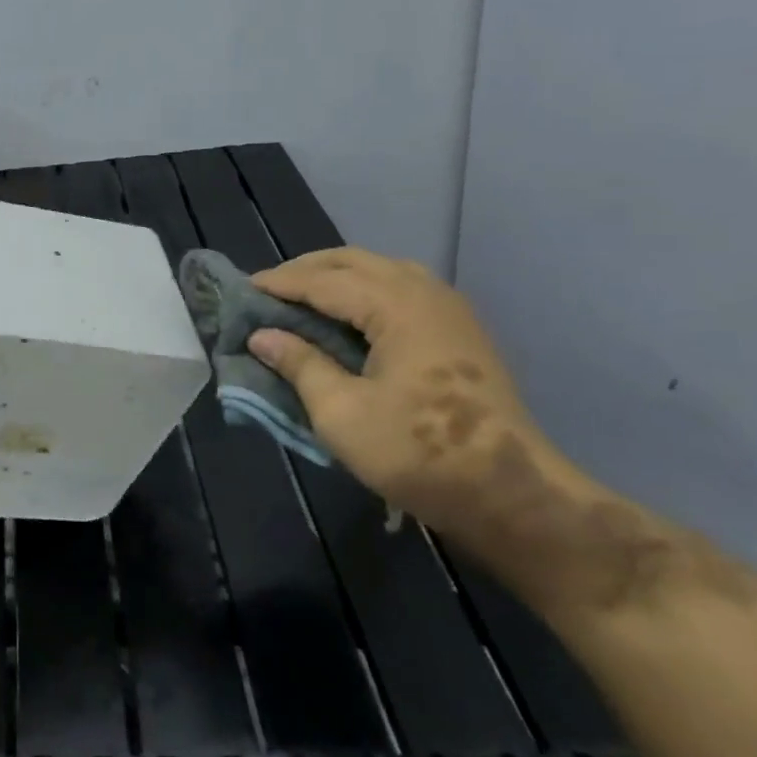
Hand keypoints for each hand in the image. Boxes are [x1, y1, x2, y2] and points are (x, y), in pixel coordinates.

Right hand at [245, 248, 575, 536]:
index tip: (243, 289)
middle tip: (270, 289)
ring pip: (383, 270)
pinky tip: (352, 315)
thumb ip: (300, 365)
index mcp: (396, 307)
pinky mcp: (461, 333)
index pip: (324, 280)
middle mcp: (425, 294)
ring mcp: (450, 311)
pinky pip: (404, 288)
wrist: (513, 495)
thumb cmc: (418, 453)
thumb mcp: (341, 413)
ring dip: (339, 275)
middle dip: (308, 270)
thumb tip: (261, 336)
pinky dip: (367, 289)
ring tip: (306, 297)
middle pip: (355, 261)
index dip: (281, 283)